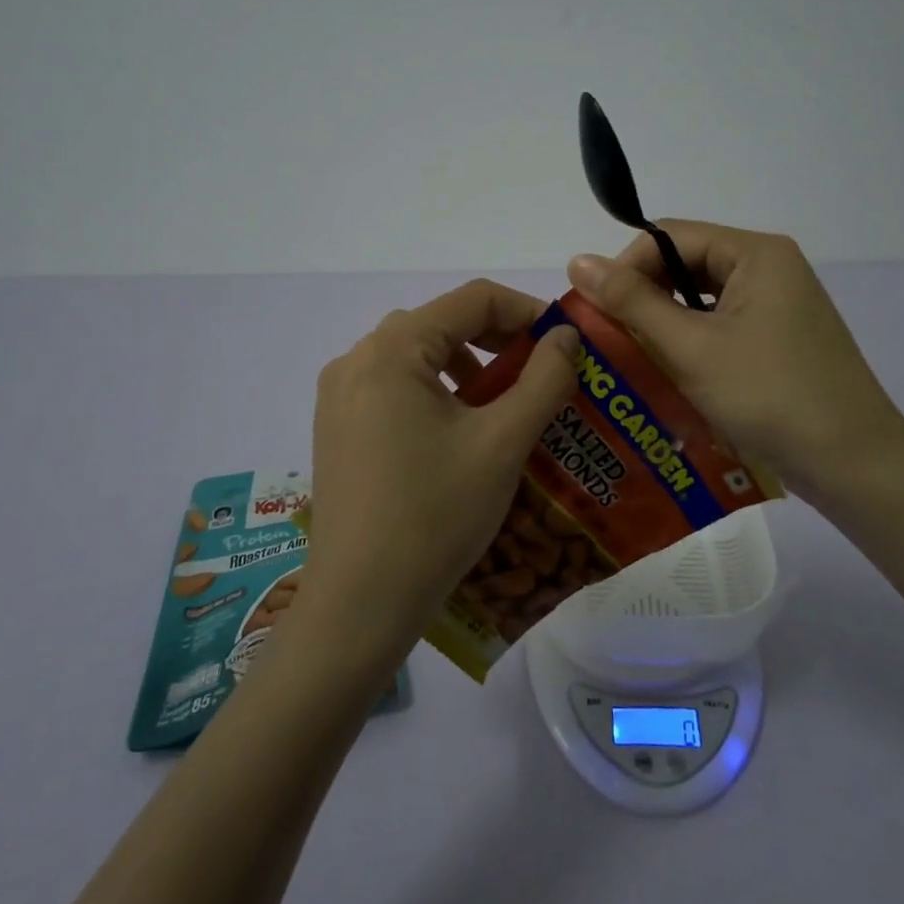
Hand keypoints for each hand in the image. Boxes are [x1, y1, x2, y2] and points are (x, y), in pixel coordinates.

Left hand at [303, 280, 578, 662]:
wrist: (360, 603)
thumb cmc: (436, 515)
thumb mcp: (503, 442)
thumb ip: (544, 378)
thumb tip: (566, 336)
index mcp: (392, 350)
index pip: (472, 300)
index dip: (527, 312)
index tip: (566, 343)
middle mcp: (357, 359)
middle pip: (442, 323)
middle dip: (499, 341)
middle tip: (542, 373)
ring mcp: (340, 395)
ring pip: (418, 356)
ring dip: (468, 367)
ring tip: (505, 404)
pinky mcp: (337, 427)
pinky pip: (395, 387)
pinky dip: (436, 392)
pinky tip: (461, 432)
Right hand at [567, 222, 903, 509]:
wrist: (854, 466)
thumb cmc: (770, 396)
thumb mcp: (692, 347)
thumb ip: (632, 302)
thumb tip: (577, 259)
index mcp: (756, 253)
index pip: (669, 236)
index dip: (625, 267)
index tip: (595, 311)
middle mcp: (770, 268)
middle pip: (686, 265)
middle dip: (643, 298)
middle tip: (608, 337)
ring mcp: (779, 306)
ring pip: (702, 300)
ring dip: (664, 324)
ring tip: (630, 357)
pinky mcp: (780, 340)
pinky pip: (722, 327)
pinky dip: (691, 344)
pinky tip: (669, 374)